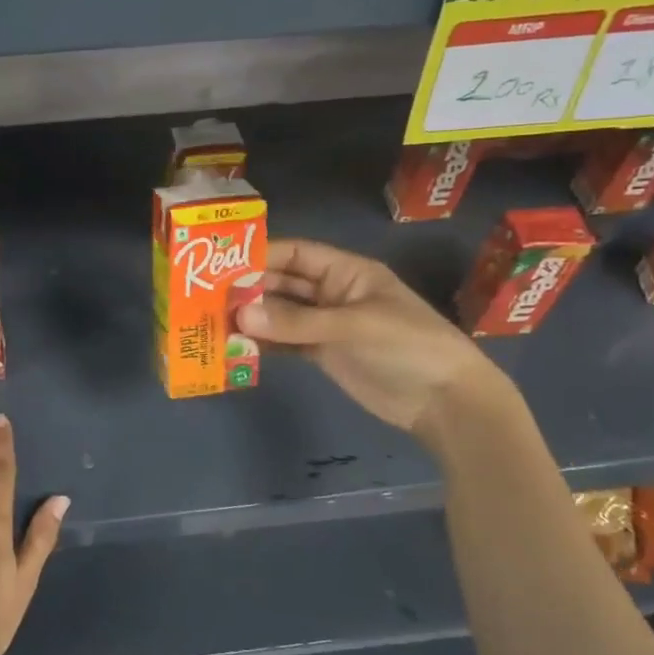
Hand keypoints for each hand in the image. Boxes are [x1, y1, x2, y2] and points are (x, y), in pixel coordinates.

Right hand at [238, 238, 508, 445]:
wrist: (445, 401)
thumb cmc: (407, 346)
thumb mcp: (353, 326)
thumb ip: (296, 322)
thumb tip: (241, 316)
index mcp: (347, 272)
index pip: (298, 253)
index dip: (263, 255)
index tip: (223, 262)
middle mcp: (333, 293)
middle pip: (284, 284)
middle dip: (251, 289)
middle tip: (208, 298)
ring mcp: (327, 325)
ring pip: (282, 315)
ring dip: (254, 318)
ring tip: (215, 323)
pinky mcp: (324, 354)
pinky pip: (287, 343)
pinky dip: (265, 345)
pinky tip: (238, 348)